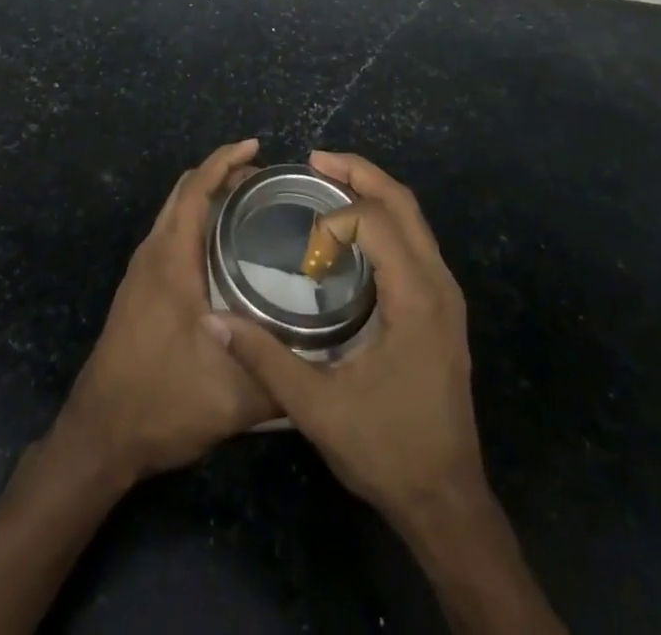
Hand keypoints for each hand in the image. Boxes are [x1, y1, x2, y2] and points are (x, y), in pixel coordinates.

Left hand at [56, 139, 274, 483]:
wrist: (100, 434)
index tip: (256, 147)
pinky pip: (170, 235)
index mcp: (171, 259)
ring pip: (174, 213)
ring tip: (250, 207)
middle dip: (221, 174)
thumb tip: (328, 358)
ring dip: (207, 198)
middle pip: (184, 192)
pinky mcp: (139, 290)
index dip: (225, 160)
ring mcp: (142, 271)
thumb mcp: (234, 397)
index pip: (195, 188)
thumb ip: (283, 376)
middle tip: (264, 181)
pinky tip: (223, 251)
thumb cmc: (162, 402)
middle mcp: (153, 254)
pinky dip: (196, 222)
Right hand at [211, 151, 486, 524]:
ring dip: (374, 192)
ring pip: (415, 218)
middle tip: (315, 160)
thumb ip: (264, 358)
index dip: (335, 218)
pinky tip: (352, 233)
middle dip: (360, 174)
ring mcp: (447, 295)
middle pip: (404, 203)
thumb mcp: (316, 408)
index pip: (376, 221)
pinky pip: (416, 240)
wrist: (446, 501)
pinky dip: (385, 219)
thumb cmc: (385, 450)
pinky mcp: (443, 308)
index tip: (303, 245)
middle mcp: (439, 284)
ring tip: (329, 183)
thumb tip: (213, 322)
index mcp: (416, 298)